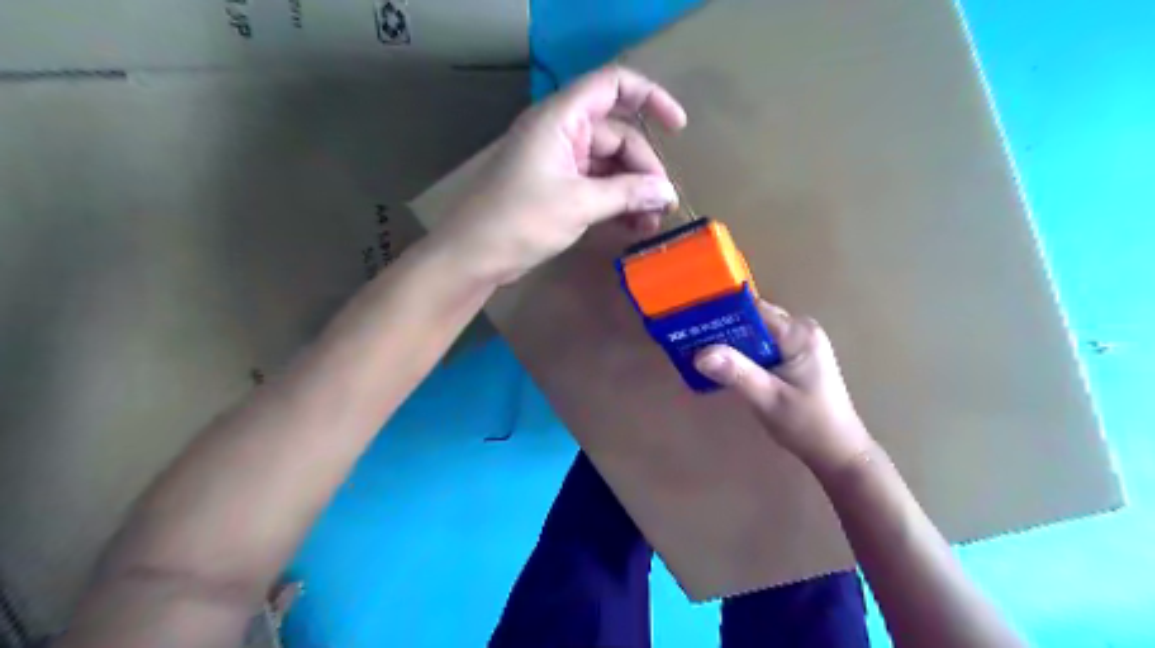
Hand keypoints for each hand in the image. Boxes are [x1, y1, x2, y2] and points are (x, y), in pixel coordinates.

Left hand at [433, 67, 682, 284]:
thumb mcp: (579, 204)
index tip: (678, 128)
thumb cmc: (521, 219)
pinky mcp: (557, 188)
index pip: (612, 85)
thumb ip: (628, 193)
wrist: (474, 255)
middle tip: (663, 205)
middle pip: (617, 135)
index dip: (650, 98)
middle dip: (644, 169)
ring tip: (650, 223)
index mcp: (561, 118)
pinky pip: (596, 185)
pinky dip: (615, 201)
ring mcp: (559, 161)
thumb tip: (668, 193)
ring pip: (609, 165)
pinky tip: (632, 225)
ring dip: (632, 190)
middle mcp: (561, 132)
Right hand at [695, 301, 875, 474]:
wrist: (838, 452)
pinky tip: (722, 366)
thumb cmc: (808, 425)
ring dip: (729, 342)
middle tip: (690, 340)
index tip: (693, 323)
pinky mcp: (794, 356)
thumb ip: (736, 373)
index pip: (754, 310)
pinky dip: (741, 353)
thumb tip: (700, 353)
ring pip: (754, 332)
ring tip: (698, 352)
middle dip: (722, 329)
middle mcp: (800, 330)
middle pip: (753, 319)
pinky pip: (760, 345)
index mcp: (799, 334)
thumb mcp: (768, 399)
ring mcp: (798, 343)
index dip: (723, 314)